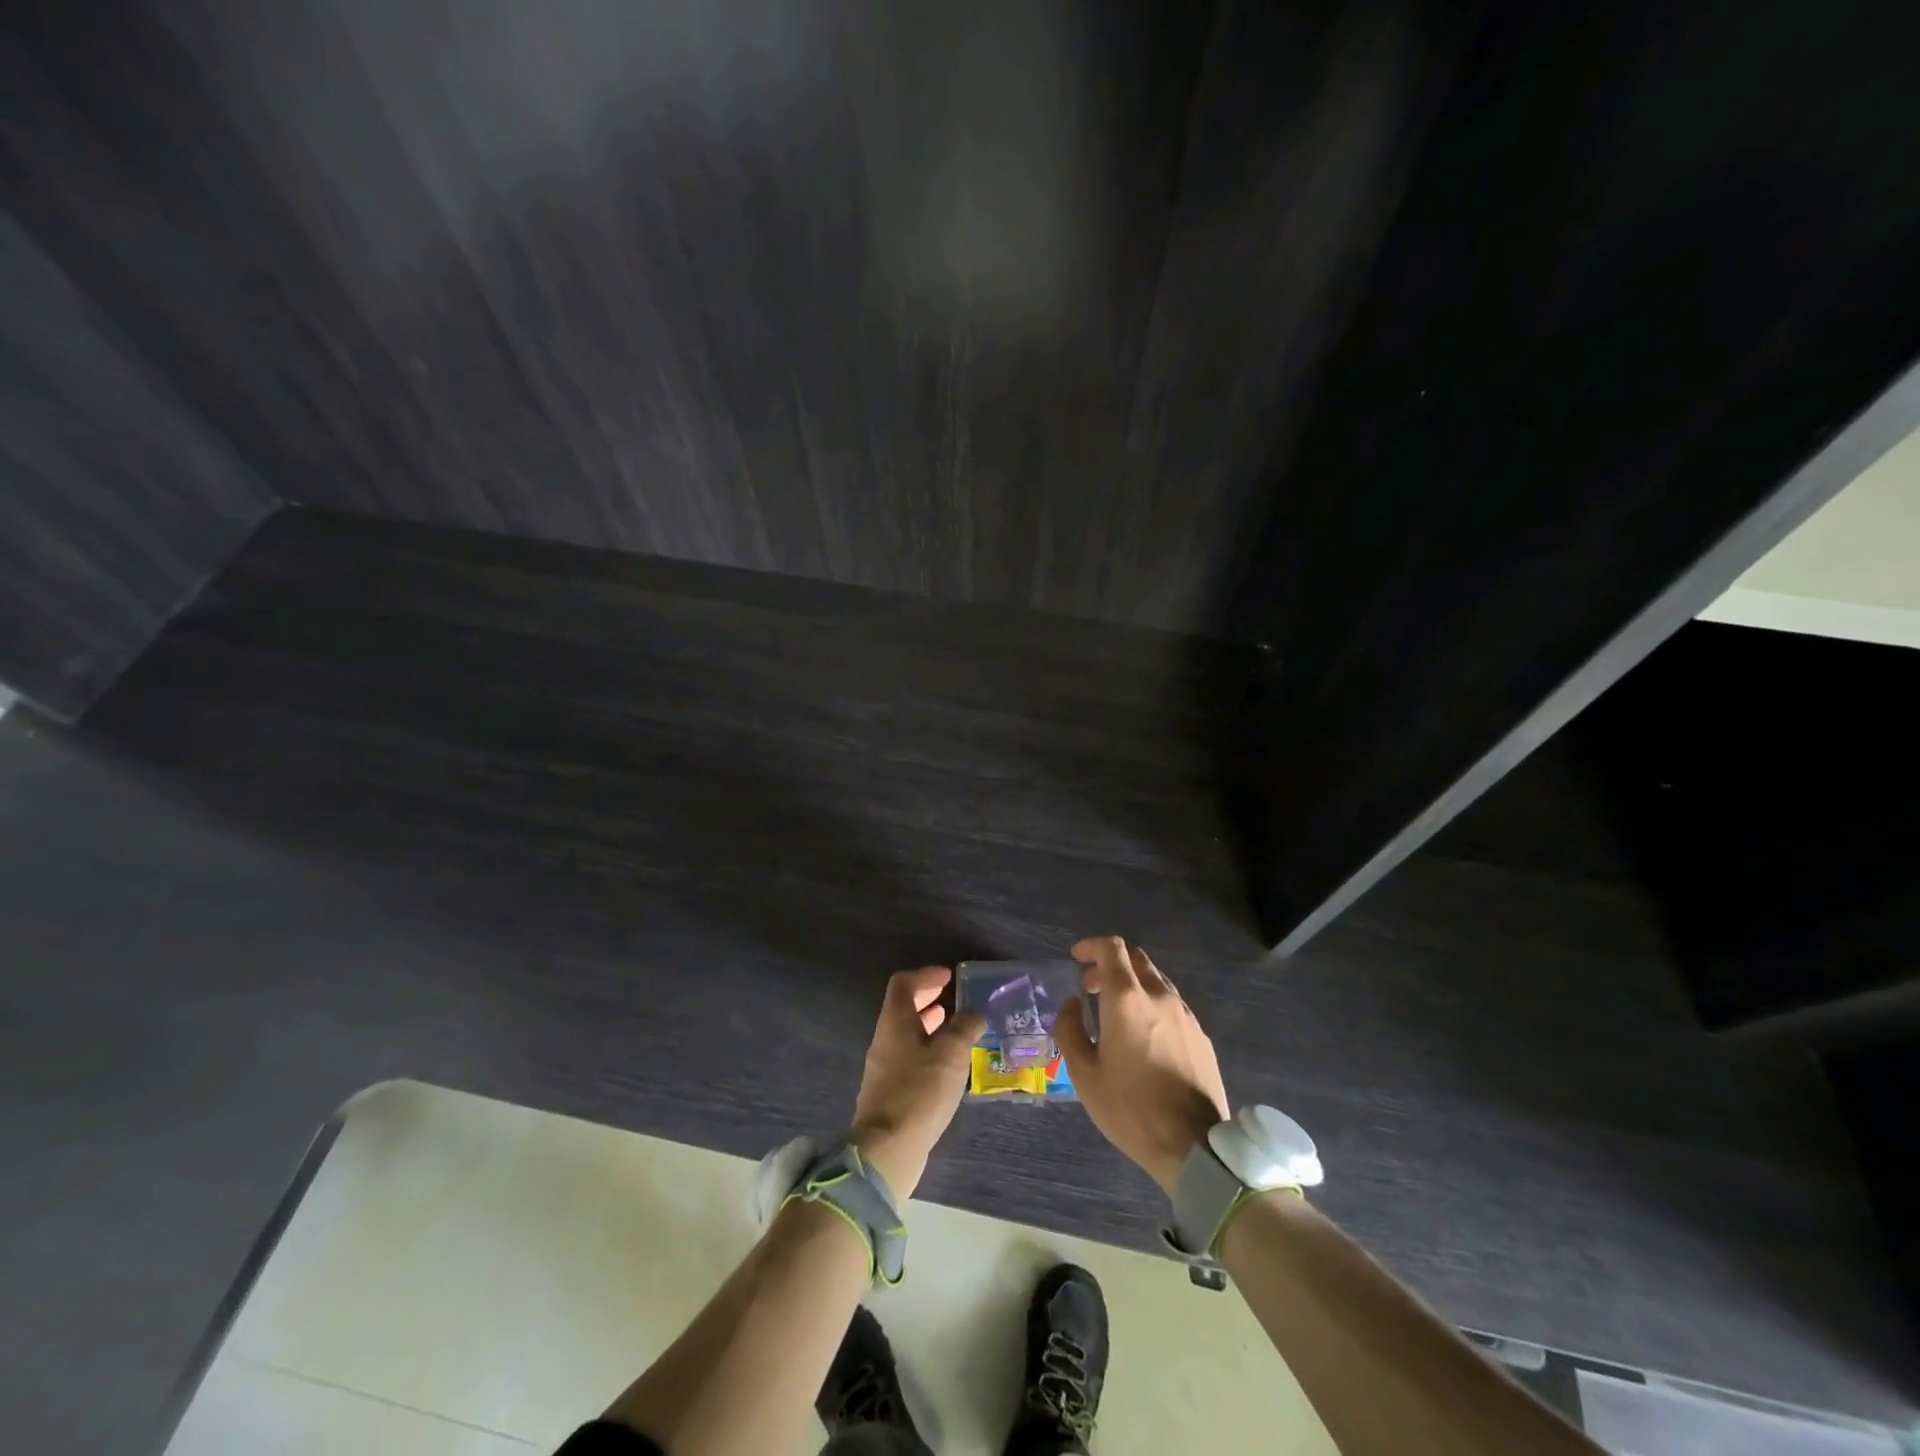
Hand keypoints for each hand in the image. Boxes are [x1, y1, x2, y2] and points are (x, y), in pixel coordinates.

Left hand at [850, 967, 985, 1197]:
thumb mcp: (951, 1054)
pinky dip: (929, 1051)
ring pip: (908, 1035)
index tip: (949, 976)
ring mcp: (884, 1068)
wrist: (888, 1150)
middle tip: (954, 1000)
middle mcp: (885, 1040)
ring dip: (930, 1027)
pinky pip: (910, 1058)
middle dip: (929, 1000)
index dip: (925, 975)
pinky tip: (948, 1067)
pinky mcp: (890, 1093)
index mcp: (895, 1022)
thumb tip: (974, 1013)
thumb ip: (964, 1028)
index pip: (903, 984)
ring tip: (957, 1030)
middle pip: (903, 1008)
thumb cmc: (919, 1092)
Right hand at [1056, 937, 1230, 1196]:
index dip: (1091, 946)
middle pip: (1136, 959)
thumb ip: (1070, 1030)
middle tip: (1090, 988)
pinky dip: (1153, 1005)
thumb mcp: (1084, 1075)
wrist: (1194, 1147)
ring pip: (1157, 981)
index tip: (1076, 958)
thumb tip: (1072, 1005)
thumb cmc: (1131, 1109)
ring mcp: (1185, 1015)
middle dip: (1110, 965)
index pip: (1112, 949)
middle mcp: (1159, 997)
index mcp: (1127, 1000)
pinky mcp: (1202, 1036)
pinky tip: (1145, 1037)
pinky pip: (1173, 1005)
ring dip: (1133, 985)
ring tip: (1116, 1015)